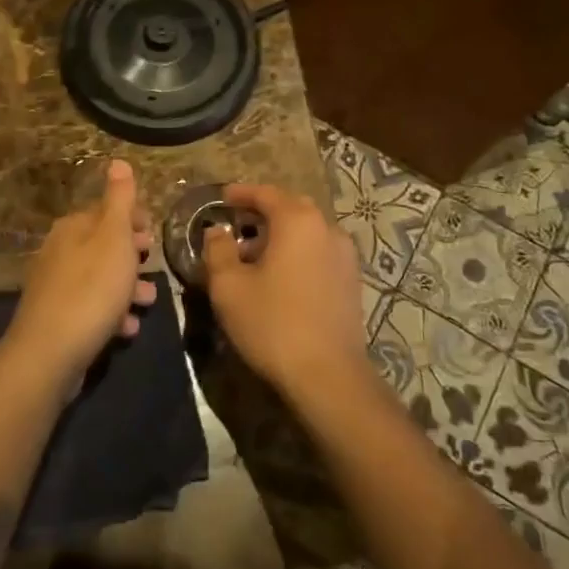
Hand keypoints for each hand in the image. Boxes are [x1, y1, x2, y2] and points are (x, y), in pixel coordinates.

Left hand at [4, 159, 156, 385]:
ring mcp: (56, 286)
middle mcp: (60, 251)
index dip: (133, 220)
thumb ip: (119, 200)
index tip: (154, 234)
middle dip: (132, 256)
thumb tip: (118, 160)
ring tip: (147, 301)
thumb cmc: (91, 289)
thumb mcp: (113, 238)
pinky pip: (91, 307)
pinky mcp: (58, 318)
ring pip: (100, 278)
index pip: (106, 211)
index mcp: (73, 228)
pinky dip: (111, 314)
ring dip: (126, 288)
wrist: (50, 353)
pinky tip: (126, 328)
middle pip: (103, 245)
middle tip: (153, 266)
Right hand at [204, 183, 367, 402]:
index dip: (241, 193)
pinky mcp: (351, 282)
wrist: (328, 375)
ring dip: (282, 234)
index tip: (222, 197)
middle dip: (264, 211)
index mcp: (298, 221)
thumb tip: (217, 231)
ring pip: (308, 231)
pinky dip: (298, 253)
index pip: (266, 193)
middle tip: (238, 222)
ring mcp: (345, 256)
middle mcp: (327, 229)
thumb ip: (218, 250)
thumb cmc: (272, 323)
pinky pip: (319, 253)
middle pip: (292, 208)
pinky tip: (281, 277)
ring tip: (255, 254)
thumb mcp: (229, 286)